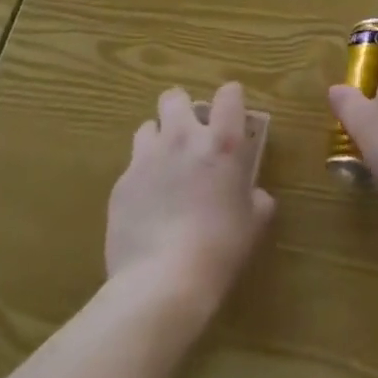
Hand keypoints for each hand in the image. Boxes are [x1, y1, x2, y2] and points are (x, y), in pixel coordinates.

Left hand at [106, 82, 275, 315]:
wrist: (162, 284)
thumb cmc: (219, 250)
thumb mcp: (253, 224)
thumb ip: (257, 200)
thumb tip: (256, 196)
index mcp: (222, 143)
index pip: (229, 94)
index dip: (231, 100)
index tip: (232, 115)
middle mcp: (183, 138)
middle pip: (175, 97)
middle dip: (182, 110)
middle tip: (190, 136)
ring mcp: (147, 158)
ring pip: (147, 127)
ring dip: (157, 140)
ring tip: (164, 168)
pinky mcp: (121, 184)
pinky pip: (131, 167)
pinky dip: (141, 178)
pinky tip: (147, 206)